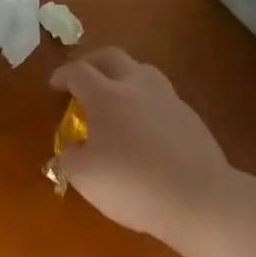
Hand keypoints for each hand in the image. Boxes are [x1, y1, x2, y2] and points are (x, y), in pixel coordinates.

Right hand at [48, 48, 235, 248]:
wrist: (200, 199)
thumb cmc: (133, 184)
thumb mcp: (85, 177)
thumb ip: (70, 157)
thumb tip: (72, 149)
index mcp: (105, 95)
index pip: (78, 71)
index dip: (62, 75)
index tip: (54, 86)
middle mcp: (136, 86)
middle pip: (111, 56)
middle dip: (92, 62)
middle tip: (82, 78)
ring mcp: (168, 99)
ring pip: (141, 71)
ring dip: (123, 76)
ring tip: (116, 97)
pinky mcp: (191, 117)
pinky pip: (161, 96)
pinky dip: (146, 101)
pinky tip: (144, 126)